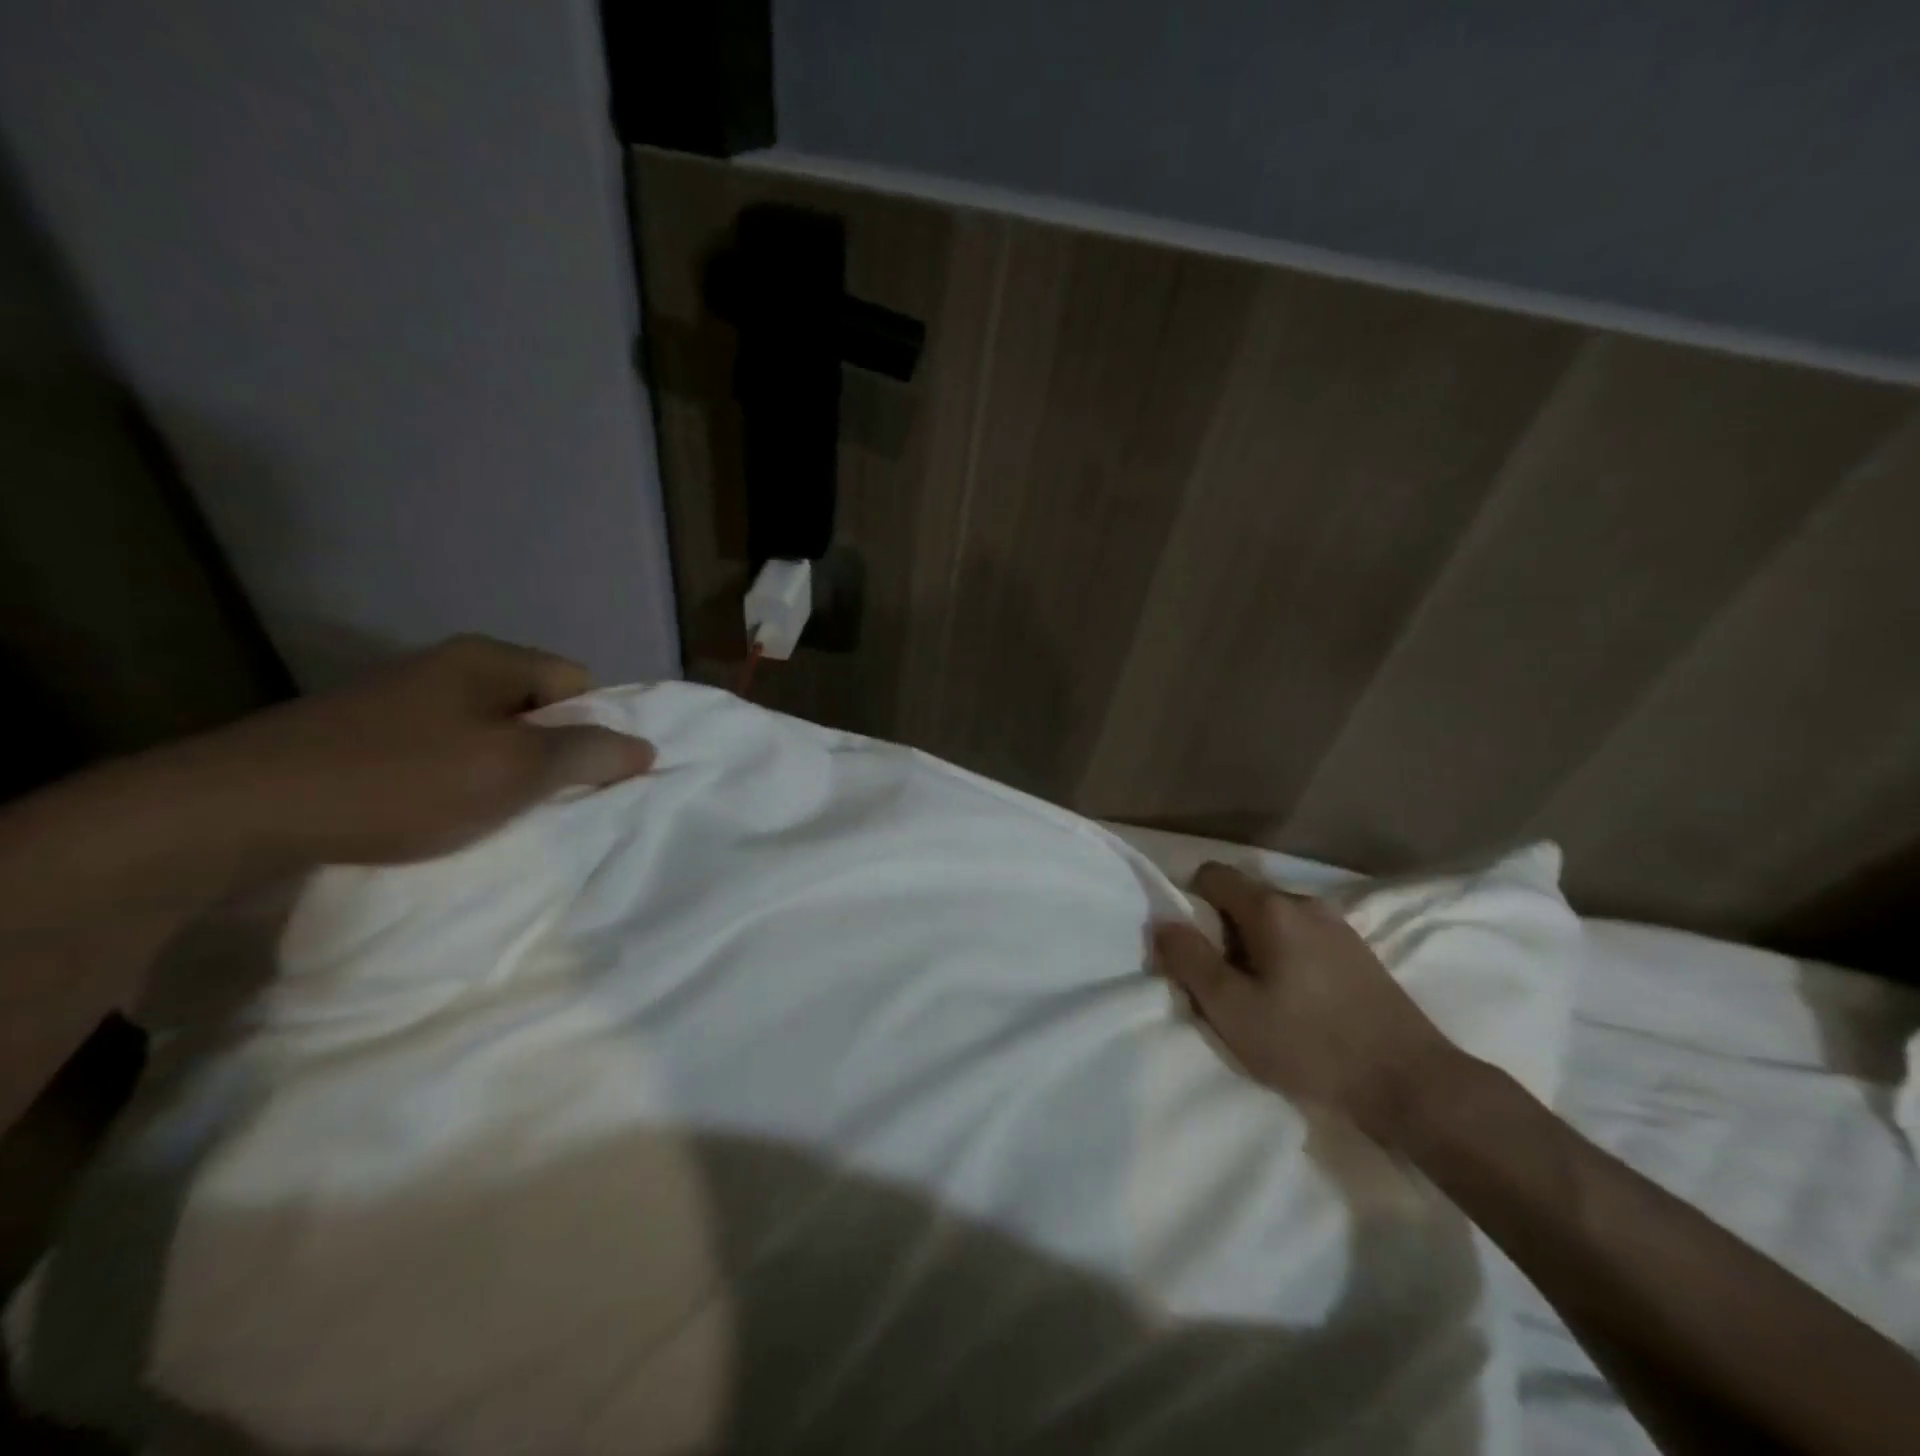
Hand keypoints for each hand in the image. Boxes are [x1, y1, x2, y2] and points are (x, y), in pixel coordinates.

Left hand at [170, 634, 654, 865]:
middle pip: (534, 706)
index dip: (591, 727)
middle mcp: (447, 666)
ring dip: (501, 772)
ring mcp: (400, 698)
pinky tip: (436, 814)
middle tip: (537, 800)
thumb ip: (587, 754)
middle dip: (547, 753)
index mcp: (488, 659)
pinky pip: (442, 750)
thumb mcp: (513, 770)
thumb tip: (645, 747)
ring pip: (488, 732)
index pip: (578, 681)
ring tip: (488, 813)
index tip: (577, 776)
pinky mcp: (364, 733)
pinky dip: (455, 781)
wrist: (237, 810)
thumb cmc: (400, 782)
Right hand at [1152, 863, 1465, 1146]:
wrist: (1412, 1083)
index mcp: (1270, 908)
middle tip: (1221, 985)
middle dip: (1220, 932)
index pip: (1211, 875)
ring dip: (1253, 948)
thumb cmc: (1310, 1043)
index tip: (1191, 950)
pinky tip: (1295, 1005)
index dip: (1189, 904)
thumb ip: (1189, 959)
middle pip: (1242, 899)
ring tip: (1258, 1000)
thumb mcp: (1231, 1009)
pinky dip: (1284, 959)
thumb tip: (1162, 922)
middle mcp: (1304, 903)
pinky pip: (1302, 939)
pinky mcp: (1358, 953)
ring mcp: (1337, 926)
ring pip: (1273, 921)